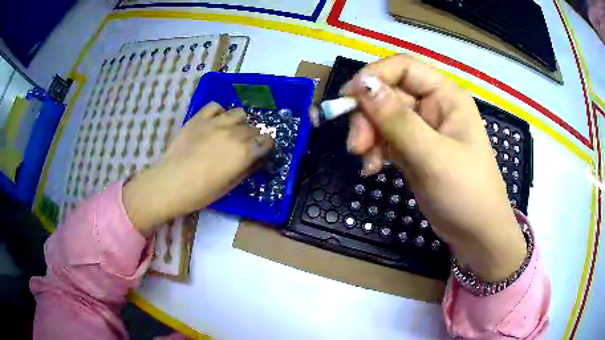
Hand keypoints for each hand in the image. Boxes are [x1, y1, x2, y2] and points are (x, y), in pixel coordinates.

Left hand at [123, 102, 273, 236]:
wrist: (170, 182)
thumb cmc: (201, 192)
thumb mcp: (229, 186)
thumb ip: (247, 170)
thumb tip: (257, 160)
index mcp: (244, 152)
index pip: (267, 141)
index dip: (267, 146)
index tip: (262, 151)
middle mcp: (234, 133)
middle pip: (253, 128)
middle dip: (253, 137)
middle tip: (244, 147)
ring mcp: (215, 122)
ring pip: (239, 113)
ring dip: (240, 123)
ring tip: (232, 132)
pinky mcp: (199, 118)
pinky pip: (216, 107)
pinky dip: (220, 113)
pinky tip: (215, 123)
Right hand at [342, 55, 525, 280]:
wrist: (477, 233)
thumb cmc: (466, 192)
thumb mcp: (433, 156)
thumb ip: (398, 120)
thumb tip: (362, 85)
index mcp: (446, 96)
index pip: (403, 68)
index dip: (373, 76)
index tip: (347, 99)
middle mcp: (433, 106)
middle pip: (388, 94)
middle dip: (367, 116)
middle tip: (355, 146)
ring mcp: (423, 129)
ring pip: (383, 118)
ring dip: (368, 136)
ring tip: (365, 163)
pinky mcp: (414, 150)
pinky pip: (386, 140)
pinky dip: (374, 151)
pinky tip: (371, 169)